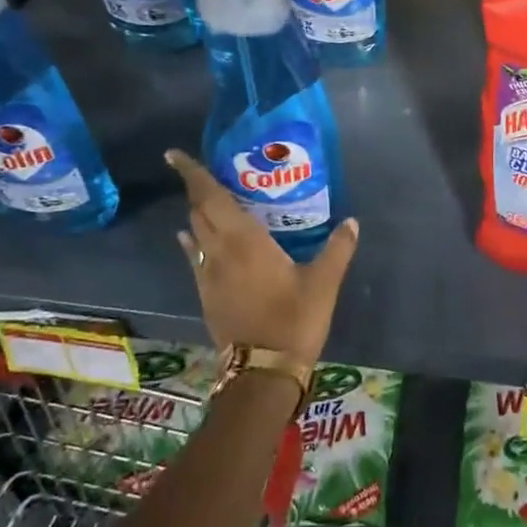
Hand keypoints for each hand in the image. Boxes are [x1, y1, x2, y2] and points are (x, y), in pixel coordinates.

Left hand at [165, 150, 358, 364]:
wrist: (262, 371)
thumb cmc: (293, 319)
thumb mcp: (323, 283)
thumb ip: (337, 249)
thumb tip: (352, 222)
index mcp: (244, 241)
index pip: (210, 198)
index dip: (193, 174)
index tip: (175, 155)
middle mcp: (219, 252)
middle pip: (199, 211)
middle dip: (196, 189)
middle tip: (203, 171)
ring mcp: (208, 275)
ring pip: (195, 233)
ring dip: (197, 214)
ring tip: (207, 200)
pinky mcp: (207, 295)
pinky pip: (195, 256)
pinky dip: (194, 241)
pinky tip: (197, 240)